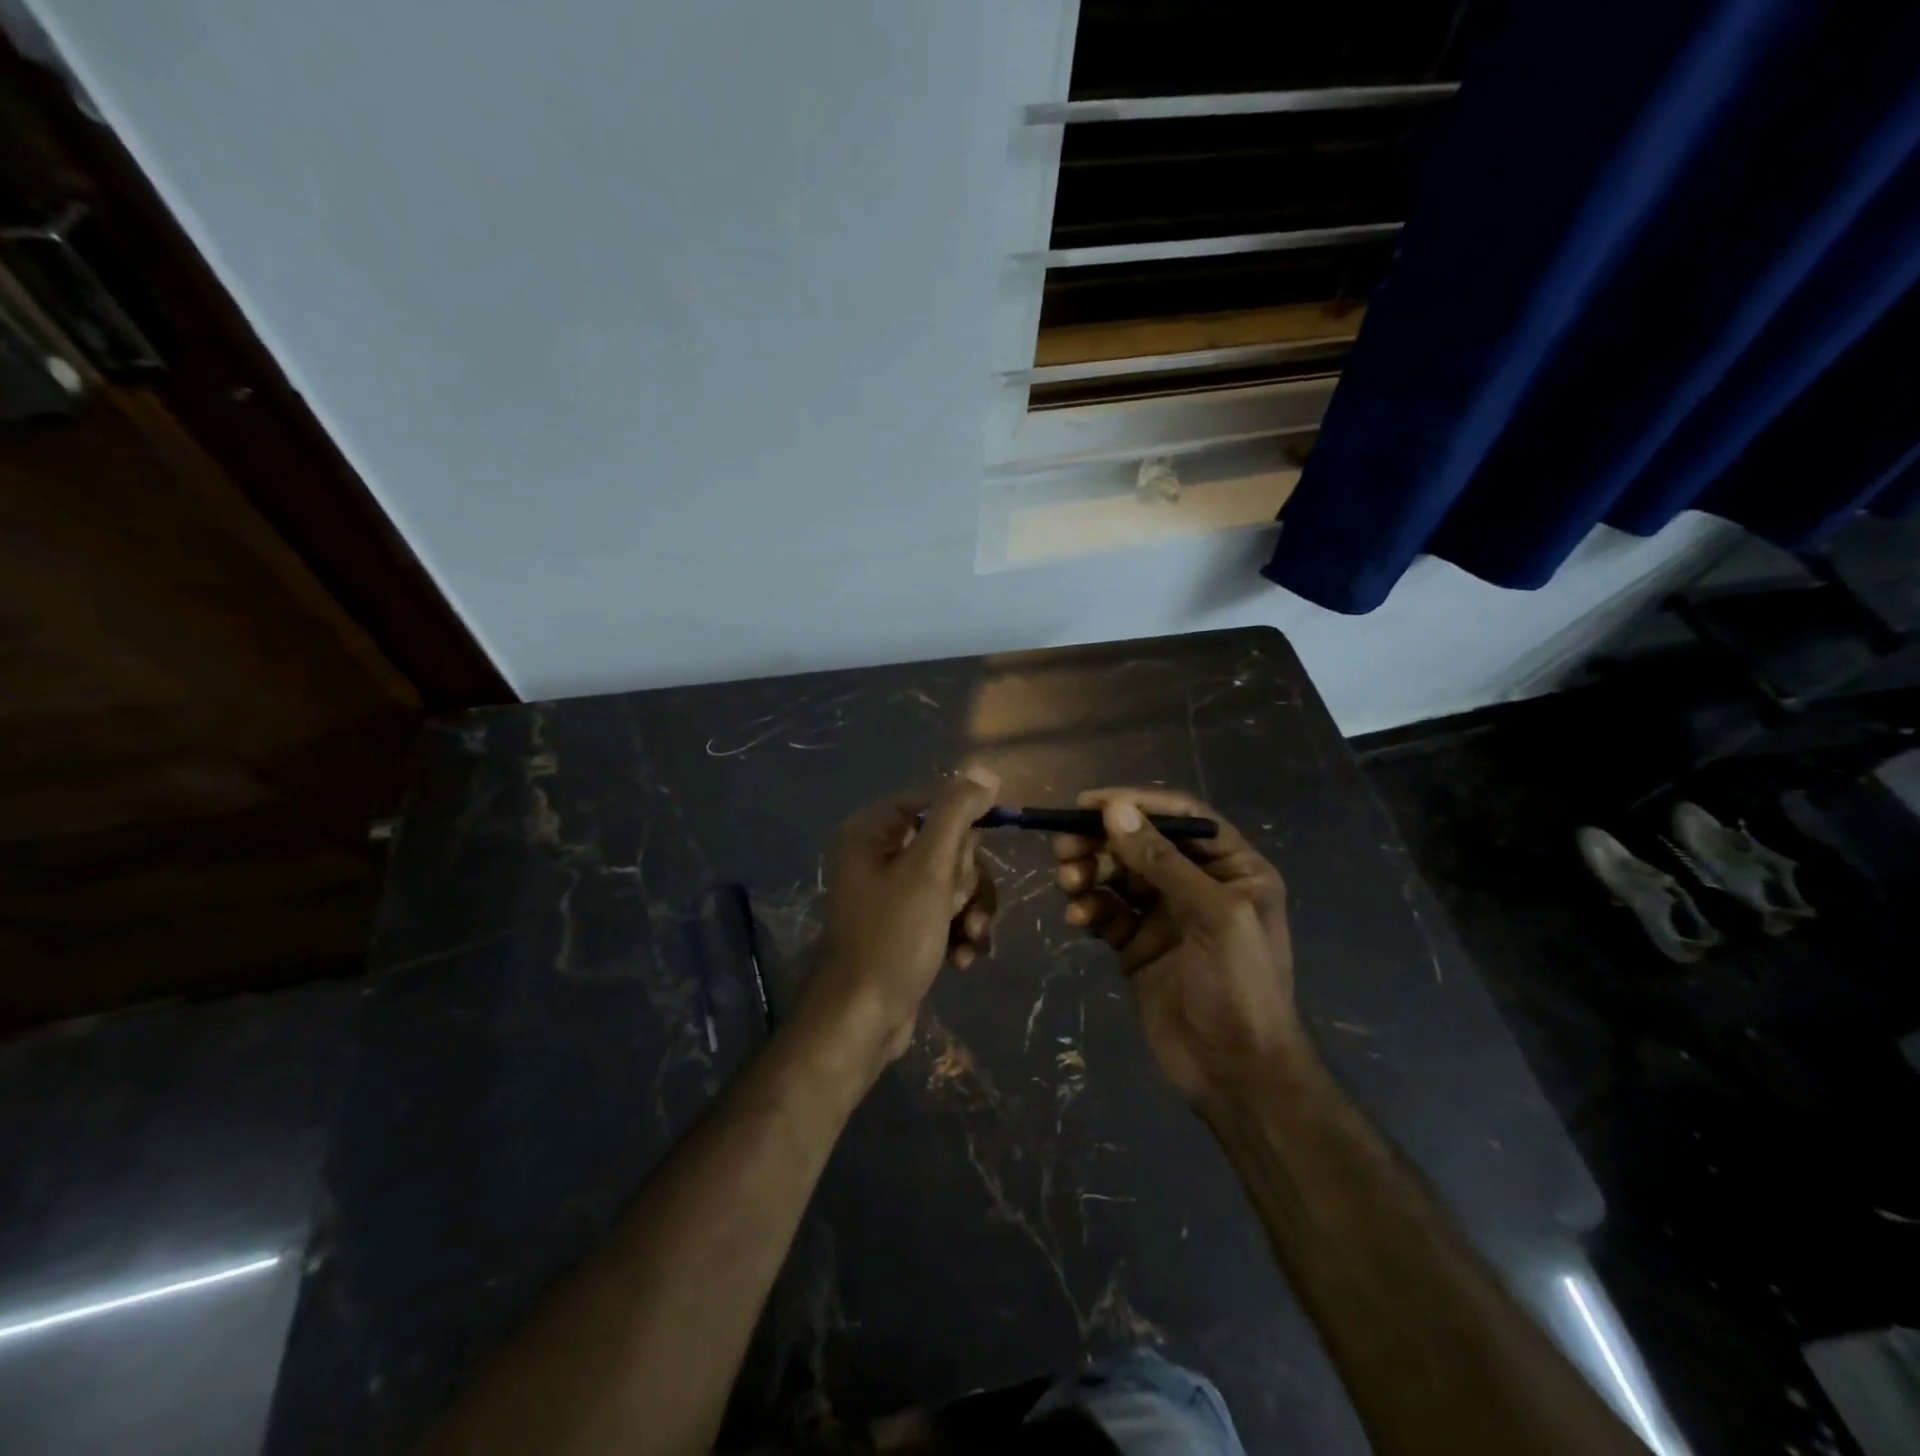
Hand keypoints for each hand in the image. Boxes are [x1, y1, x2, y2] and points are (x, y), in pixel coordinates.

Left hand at [808, 768, 1000, 1069]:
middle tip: (955, 907)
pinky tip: (964, 957)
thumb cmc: (893, 936)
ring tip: (969, 941)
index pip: (937, 802)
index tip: (976, 857)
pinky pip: (947, 910)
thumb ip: (957, 814)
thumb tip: (985, 773)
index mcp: (874, 830)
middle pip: (951, 844)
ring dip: (971, 911)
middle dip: (966, 881)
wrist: (863, 1018)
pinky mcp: (906, 924)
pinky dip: (960, 931)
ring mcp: (893, 892)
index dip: (966, 827)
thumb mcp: (930, 868)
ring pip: (955, 881)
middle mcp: (879, 854)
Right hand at [1053, 788, 1303, 1105]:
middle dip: (1102, 841)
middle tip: (1064, 847)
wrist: (1237, 1075)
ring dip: (1089, 872)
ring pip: (1118, 875)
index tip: (1087, 804)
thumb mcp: (1213, 916)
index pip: (1181, 816)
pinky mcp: (1138, 945)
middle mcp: (1197, 883)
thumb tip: (1115, 810)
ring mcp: (1165, 915)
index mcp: (1232, 868)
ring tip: (1068, 882)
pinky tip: (1078, 919)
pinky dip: (1089, 909)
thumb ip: (1163, 861)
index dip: (1135, 803)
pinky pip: (1107, 912)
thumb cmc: (1241, 988)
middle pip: (1141, 843)